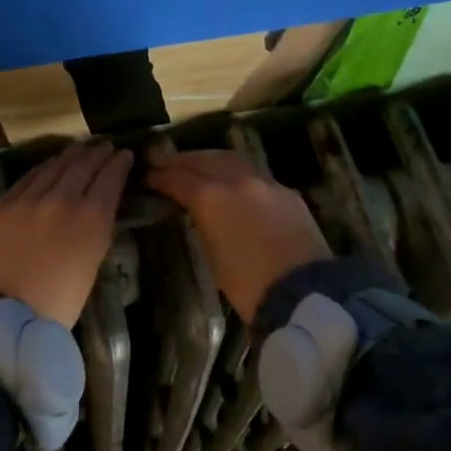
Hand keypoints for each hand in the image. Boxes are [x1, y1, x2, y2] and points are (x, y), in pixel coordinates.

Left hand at [0, 142, 131, 325]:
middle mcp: (61, 199)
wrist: (5, 316)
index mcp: (91, 218)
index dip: (120, 163)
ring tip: (80, 149)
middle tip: (105, 145)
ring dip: (70, 155)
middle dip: (97, 153)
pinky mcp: (2, 205)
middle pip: (83, 165)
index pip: (110, 178)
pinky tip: (48, 165)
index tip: (125, 154)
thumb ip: (98, 228)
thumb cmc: (59, 302)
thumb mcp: (92, 263)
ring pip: (53, 167)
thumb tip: (100, 206)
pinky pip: (26, 179)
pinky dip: (43, 168)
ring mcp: (28, 199)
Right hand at [146, 149, 331, 320]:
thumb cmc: (247, 284)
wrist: (302, 291)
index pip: (178, 178)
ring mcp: (266, 182)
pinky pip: (255, 173)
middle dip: (182, 161)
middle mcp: (237, 180)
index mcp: (211, 196)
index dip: (160, 177)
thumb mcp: (212, 254)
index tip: (148, 177)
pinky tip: (232, 180)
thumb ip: (203, 223)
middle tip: (165, 163)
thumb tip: (198, 211)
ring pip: (231, 159)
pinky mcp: (287, 192)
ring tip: (196, 165)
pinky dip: (236, 171)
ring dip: (210, 160)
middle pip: (204, 160)